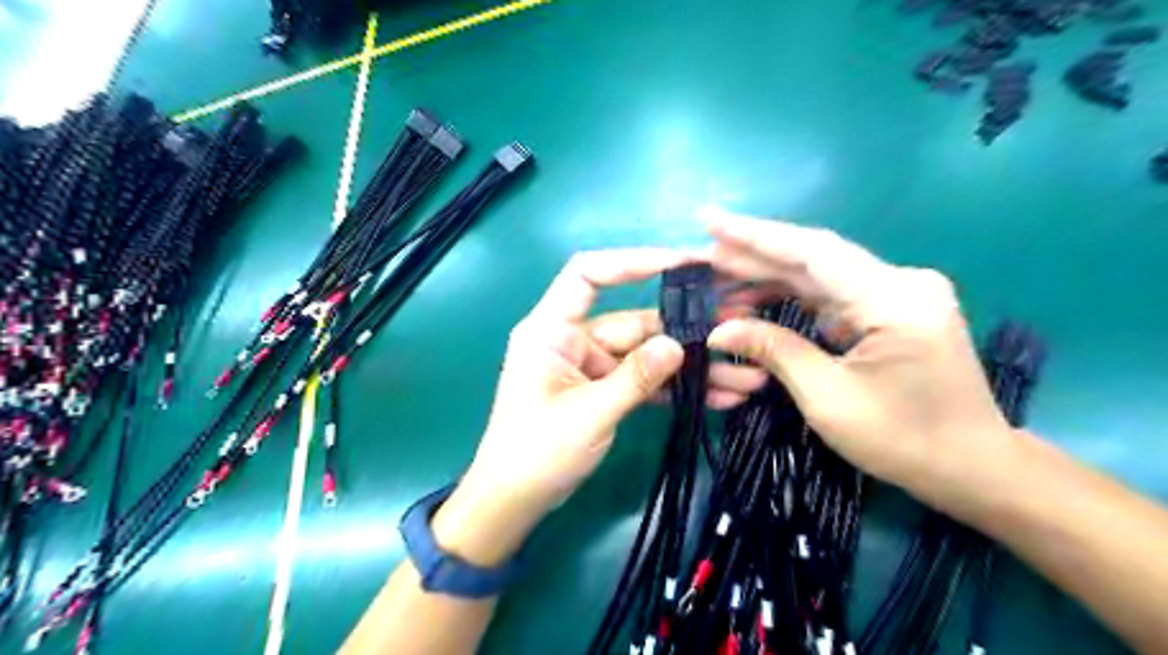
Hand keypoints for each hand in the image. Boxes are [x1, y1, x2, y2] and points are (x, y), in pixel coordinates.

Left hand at [433, 247, 772, 565]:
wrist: (515, 500)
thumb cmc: (536, 452)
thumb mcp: (588, 414)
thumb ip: (634, 379)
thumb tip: (679, 345)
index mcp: (552, 330)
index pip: (588, 275)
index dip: (632, 262)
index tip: (681, 263)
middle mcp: (574, 339)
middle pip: (635, 321)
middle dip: (686, 330)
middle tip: (739, 327)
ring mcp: (592, 365)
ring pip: (648, 354)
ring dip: (690, 366)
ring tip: (744, 376)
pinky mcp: (605, 389)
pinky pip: (645, 380)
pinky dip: (675, 388)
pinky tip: (718, 396)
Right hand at [701, 212, 1024, 518]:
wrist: (972, 467)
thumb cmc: (903, 440)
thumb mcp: (828, 398)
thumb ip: (774, 350)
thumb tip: (719, 330)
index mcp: (893, 298)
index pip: (812, 252)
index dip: (756, 236)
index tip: (710, 221)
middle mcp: (900, 282)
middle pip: (813, 259)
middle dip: (752, 257)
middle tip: (700, 255)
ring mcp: (899, 293)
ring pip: (819, 275)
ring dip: (767, 278)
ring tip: (717, 281)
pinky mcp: (892, 309)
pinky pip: (832, 294)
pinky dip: (791, 297)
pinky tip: (755, 300)